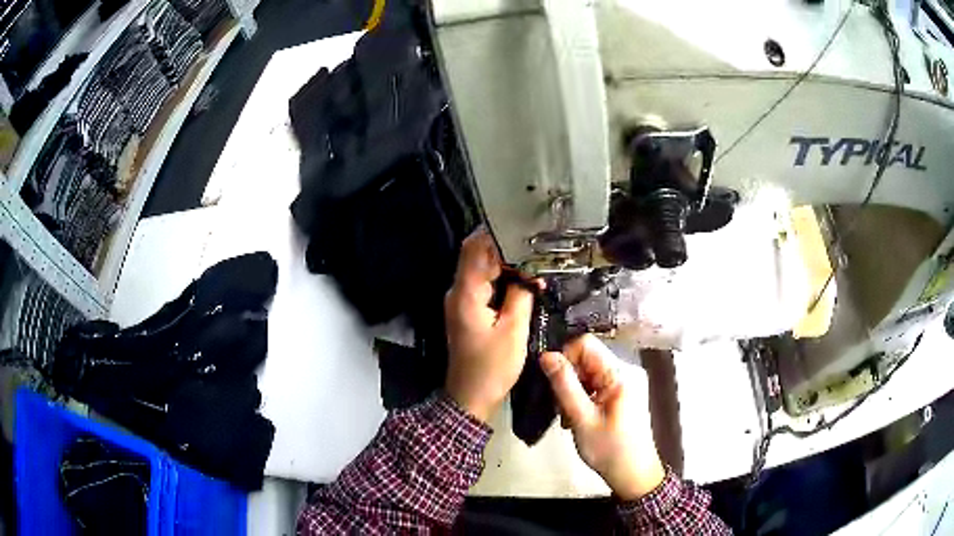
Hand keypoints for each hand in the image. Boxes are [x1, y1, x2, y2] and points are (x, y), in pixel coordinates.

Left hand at [445, 229, 534, 422]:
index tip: (524, 231)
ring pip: (481, 269)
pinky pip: (483, 284)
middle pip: (477, 255)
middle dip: (506, 249)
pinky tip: (522, 281)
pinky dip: (501, 279)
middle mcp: (458, 292)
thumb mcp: (514, 332)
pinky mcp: (467, 310)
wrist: (471, 395)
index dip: (496, 235)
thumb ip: (521, 296)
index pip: (474, 249)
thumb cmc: (492, 368)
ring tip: (534, 263)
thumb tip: (529, 274)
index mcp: (465, 294)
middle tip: (536, 249)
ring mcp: (460, 300)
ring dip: (505, 264)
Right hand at [540, 335, 664, 499]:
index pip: (586, 344)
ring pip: (588, 373)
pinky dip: (582, 398)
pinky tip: (576, 419)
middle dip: (568, 378)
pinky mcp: (620, 396)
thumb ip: (564, 385)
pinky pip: (595, 385)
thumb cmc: (609, 449)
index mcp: (619, 374)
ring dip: (572, 391)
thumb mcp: (582, 419)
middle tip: (560, 407)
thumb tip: (546, 355)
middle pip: (586, 358)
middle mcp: (624, 372)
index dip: (566, 358)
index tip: (555, 383)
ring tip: (568, 417)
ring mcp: (623, 384)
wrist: (633, 474)